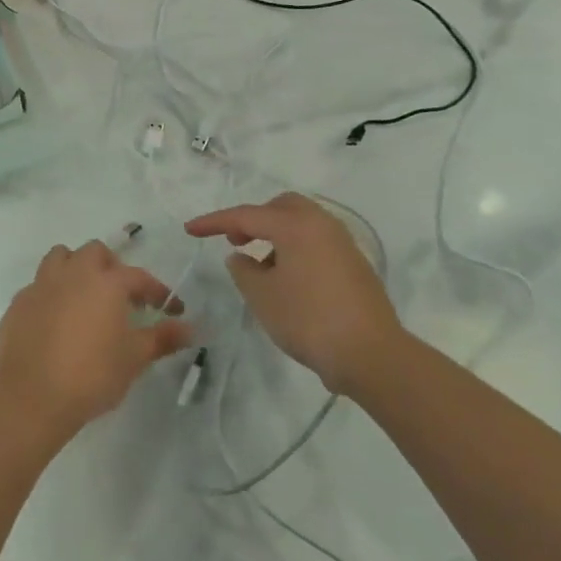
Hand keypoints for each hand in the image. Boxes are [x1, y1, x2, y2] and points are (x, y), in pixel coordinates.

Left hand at [0, 240, 193, 441]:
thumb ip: (163, 338)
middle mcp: (73, 274)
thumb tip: (190, 329)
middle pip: (95, 252)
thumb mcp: (134, 358)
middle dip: (111, 267)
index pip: (139, 277)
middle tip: (121, 296)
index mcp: (106, 282)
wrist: (32, 397)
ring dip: (75, 269)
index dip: (157, 291)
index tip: (170, 309)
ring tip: (85, 297)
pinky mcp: (18, 303)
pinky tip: (56, 320)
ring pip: (60, 258)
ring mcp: (41, 286)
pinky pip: (38, 286)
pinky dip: (51, 294)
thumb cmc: (92, 375)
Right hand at [185, 192, 413, 394]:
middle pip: (281, 207)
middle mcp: (322, 224)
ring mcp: (343, 243)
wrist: (370, 353)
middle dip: (253, 219)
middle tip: (235, 241)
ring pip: (302, 223)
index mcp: (296, 225)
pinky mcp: (354, 264)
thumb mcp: (262, 296)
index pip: (246, 215)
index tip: (190, 229)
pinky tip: (287, 279)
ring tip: (259, 265)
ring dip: (275, 234)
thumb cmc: (308, 319)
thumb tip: (241, 257)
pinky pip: (316, 242)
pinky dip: (295, 248)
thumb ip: (243, 270)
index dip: (214, 222)